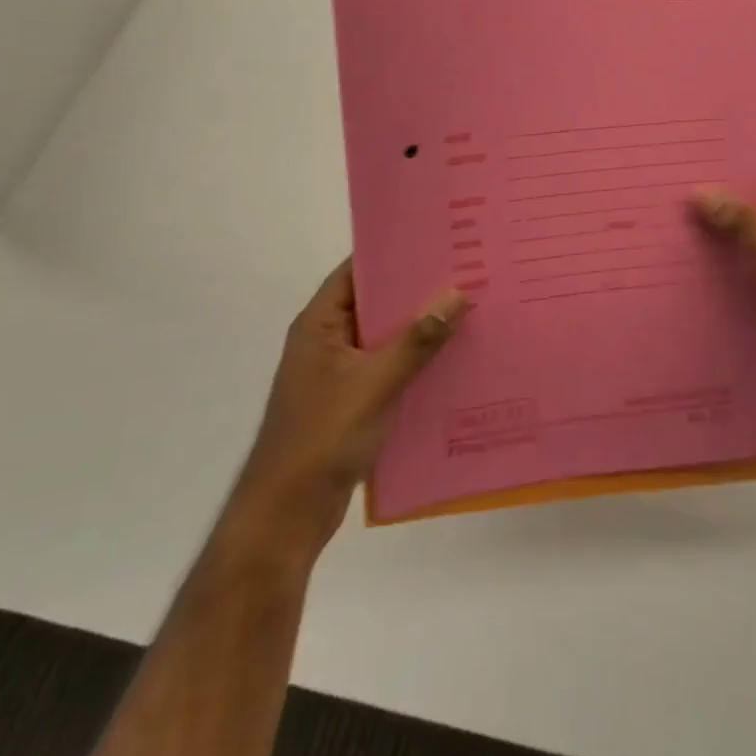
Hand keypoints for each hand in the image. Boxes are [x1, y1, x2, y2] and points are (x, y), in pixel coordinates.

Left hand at [245, 260, 466, 550]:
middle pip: (374, 303)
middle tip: (464, 273)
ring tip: (468, 310)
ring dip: (419, 329)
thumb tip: (457, 295)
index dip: (392, 254)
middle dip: (416, 292)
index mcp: (319, 324)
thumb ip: (417, 341)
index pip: (356, 271)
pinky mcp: (351, 402)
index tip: (435, 241)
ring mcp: (338, 373)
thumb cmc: (323, 437)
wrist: (287, 514)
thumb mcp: (375, 383)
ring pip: (384, 338)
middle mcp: (327, 341)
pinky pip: (388, 369)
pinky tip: (453, 359)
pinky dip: (415, 362)